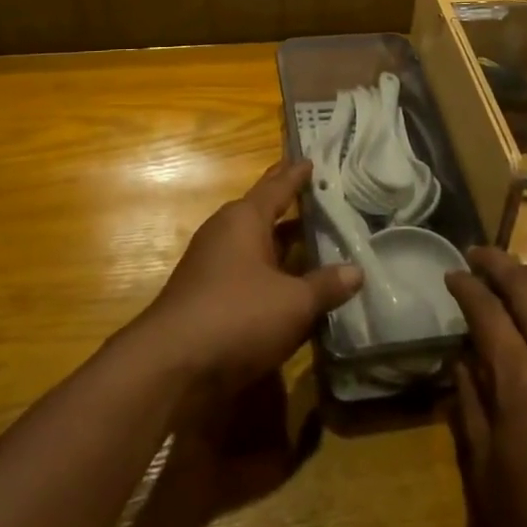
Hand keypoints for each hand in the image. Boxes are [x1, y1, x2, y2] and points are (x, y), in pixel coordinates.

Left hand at [143, 160, 360, 392]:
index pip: (277, 187)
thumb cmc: (237, 316)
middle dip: (289, 204)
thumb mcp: (293, 303)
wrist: (170, 367)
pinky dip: (270, 272)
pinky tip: (289, 285)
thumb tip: (357, 271)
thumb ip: (326, 286)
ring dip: (281, 242)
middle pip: (263, 211)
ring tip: (312, 239)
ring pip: (255, 244)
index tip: (311, 160)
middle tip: (318, 194)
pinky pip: (247, 271)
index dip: (297, 175)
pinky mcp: (206, 295)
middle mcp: (225, 232)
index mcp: (245, 219)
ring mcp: (211, 264)